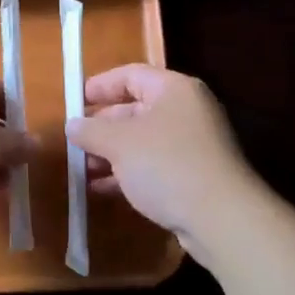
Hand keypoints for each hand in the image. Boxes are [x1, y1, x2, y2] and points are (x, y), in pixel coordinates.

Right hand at [66, 64, 261, 264]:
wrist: (223, 220)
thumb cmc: (167, 165)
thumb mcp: (120, 144)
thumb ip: (92, 131)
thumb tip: (72, 125)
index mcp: (174, 90)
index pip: (131, 75)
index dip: (101, 85)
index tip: (75, 101)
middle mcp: (187, 111)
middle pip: (136, 108)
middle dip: (102, 126)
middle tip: (75, 141)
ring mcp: (194, 145)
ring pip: (143, 141)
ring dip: (111, 153)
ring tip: (82, 169)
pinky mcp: (196, 177)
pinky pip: (154, 166)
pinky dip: (128, 173)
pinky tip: (102, 189)